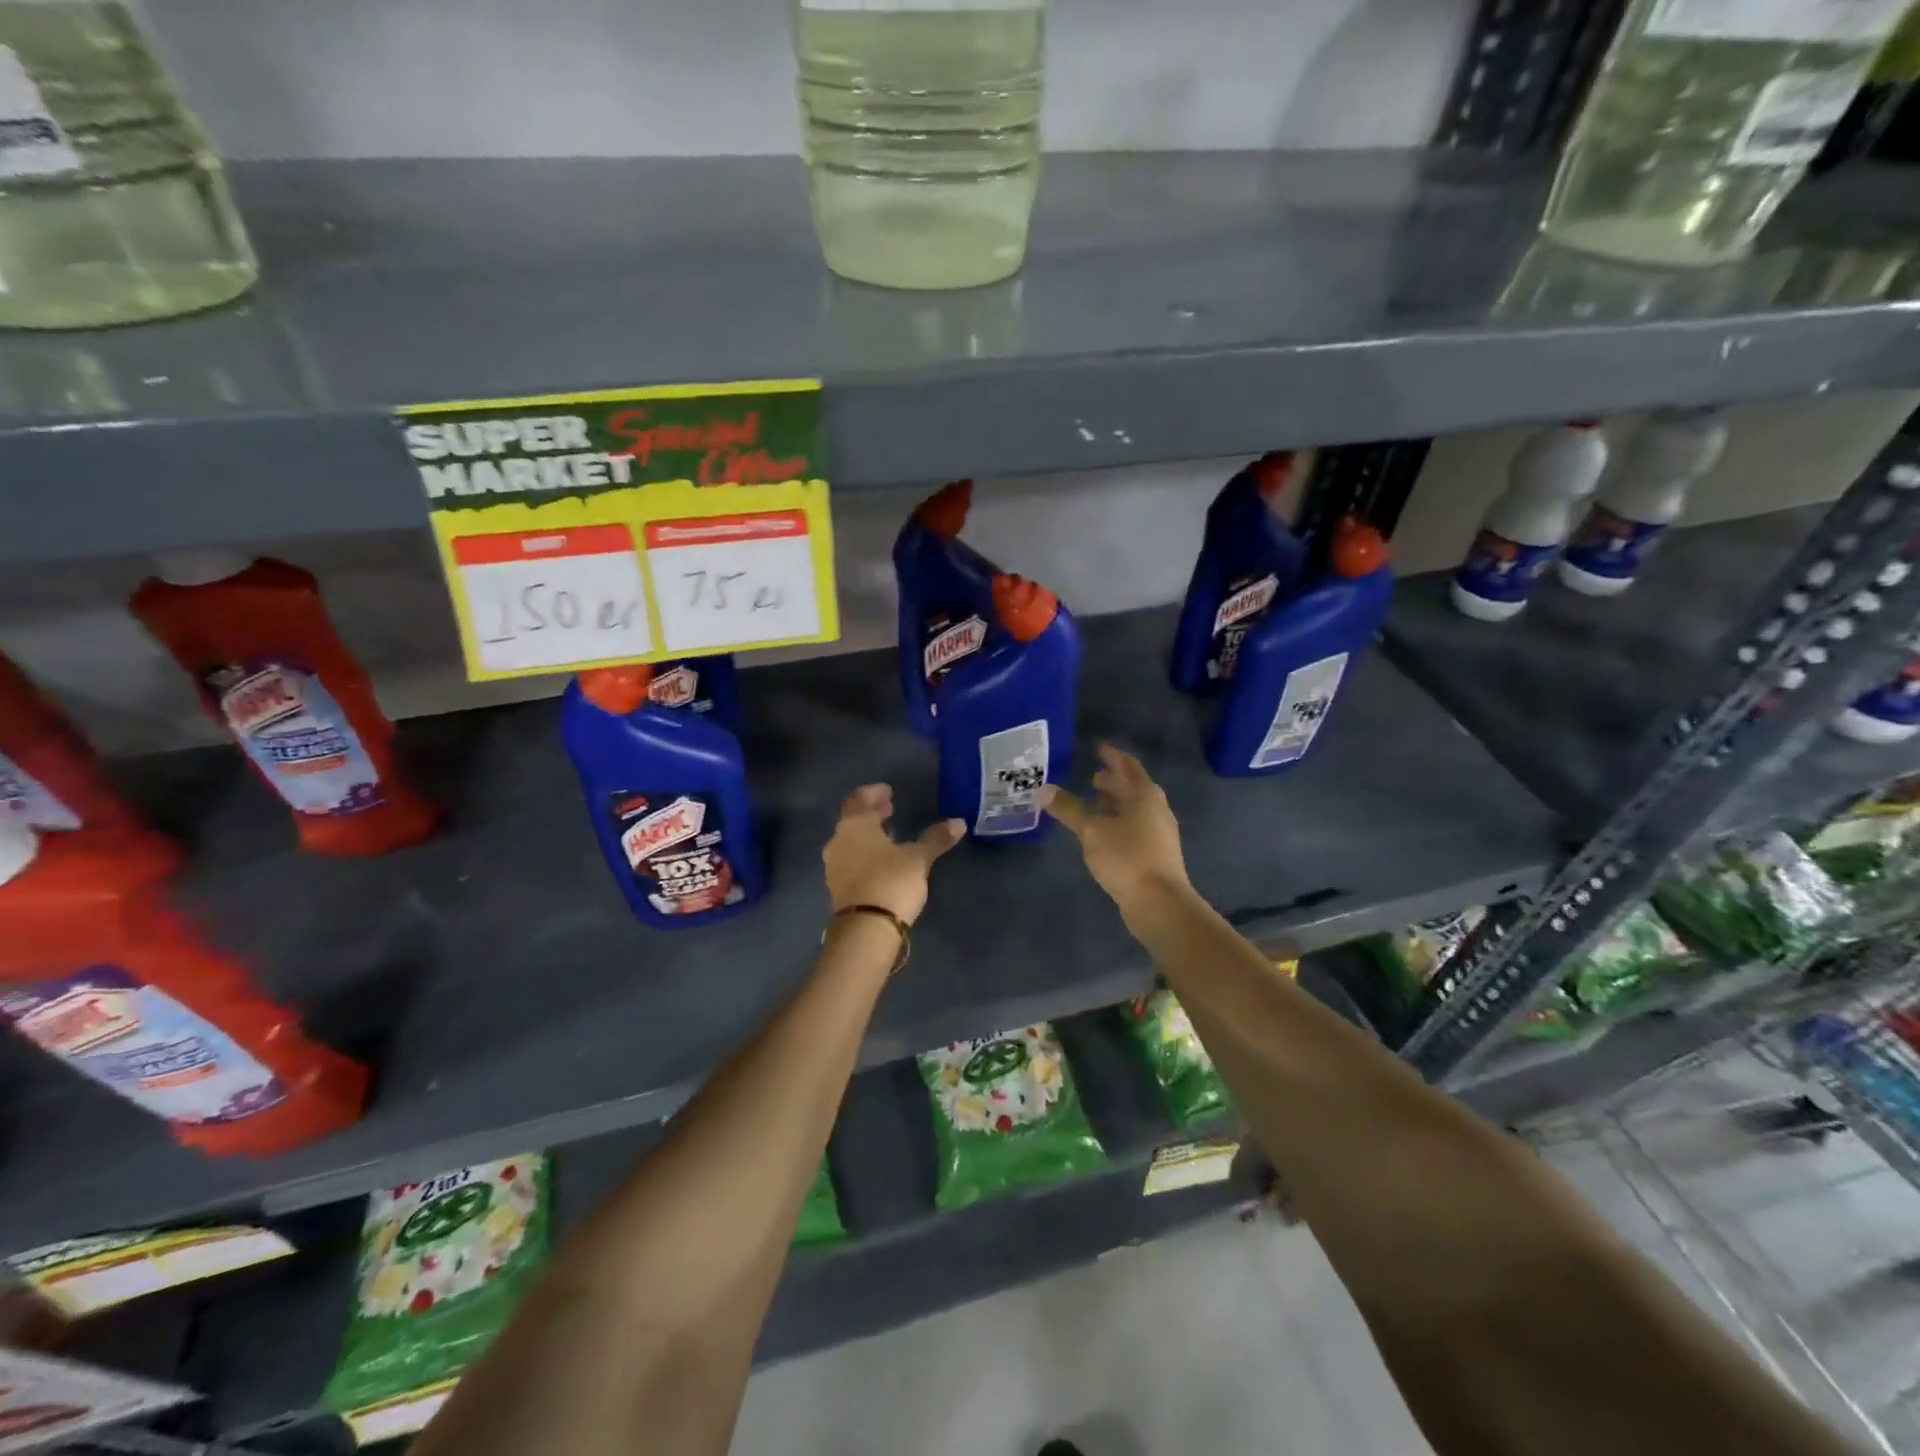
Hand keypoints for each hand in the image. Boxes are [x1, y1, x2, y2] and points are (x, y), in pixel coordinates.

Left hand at [822, 784, 964, 925]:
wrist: (866, 929)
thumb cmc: (891, 881)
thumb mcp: (918, 858)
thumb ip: (935, 838)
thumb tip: (959, 822)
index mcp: (855, 824)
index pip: (859, 798)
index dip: (874, 793)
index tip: (888, 792)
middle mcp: (838, 840)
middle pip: (853, 819)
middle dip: (871, 813)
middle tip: (890, 809)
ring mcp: (834, 865)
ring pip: (849, 840)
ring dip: (867, 834)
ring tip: (888, 835)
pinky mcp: (836, 886)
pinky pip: (849, 859)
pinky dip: (863, 853)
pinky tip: (880, 861)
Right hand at [1040, 744, 1190, 917]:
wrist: (1160, 903)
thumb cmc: (1127, 858)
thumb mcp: (1091, 830)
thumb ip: (1069, 808)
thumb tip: (1043, 790)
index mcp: (1144, 794)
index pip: (1127, 765)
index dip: (1112, 756)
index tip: (1098, 748)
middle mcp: (1156, 808)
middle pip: (1133, 787)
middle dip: (1113, 781)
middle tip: (1092, 777)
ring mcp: (1160, 832)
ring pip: (1135, 808)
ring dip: (1116, 803)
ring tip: (1094, 802)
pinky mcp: (1157, 853)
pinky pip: (1136, 827)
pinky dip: (1119, 821)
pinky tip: (1104, 833)